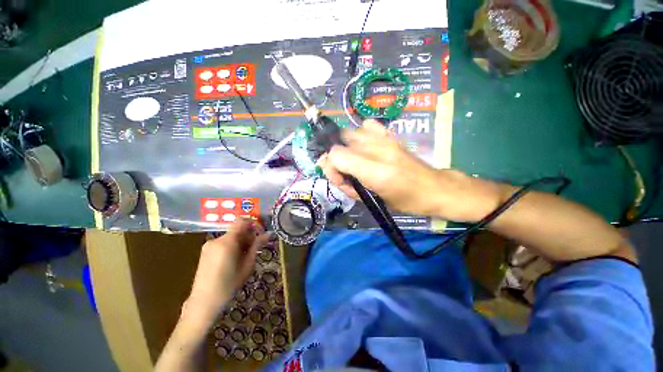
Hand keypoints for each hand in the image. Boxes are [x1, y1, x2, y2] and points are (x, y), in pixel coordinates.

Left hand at [184, 219, 269, 324]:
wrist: (204, 301)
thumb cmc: (229, 284)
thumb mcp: (247, 264)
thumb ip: (257, 246)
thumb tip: (268, 234)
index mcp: (227, 242)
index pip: (241, 221)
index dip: (253, 224)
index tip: (260, 233)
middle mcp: (216, 240)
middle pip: (236, 230)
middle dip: (247, 236)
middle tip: (254, 249)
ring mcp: (209, 245)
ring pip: (230, 237)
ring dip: (240, 242)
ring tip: (244, 257)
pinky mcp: (205, 251)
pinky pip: (223, 243)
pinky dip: (231, 246)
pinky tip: (233, 260)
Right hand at [319, 120, 505, 221]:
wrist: (433, 188)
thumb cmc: (404, 200)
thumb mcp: (372, 200)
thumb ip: (349, 185)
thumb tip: (331, 171)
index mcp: (374, 171)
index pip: (335, 155)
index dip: (331, 168)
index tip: (341, 180)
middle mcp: (377, 149)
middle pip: (339, 142)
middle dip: (337, 159)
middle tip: (348, 174)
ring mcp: (384, 138)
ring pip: (349, 133)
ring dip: (347, 148)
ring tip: (357, 162)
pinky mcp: (390, 134)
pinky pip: (367, 126)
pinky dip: (361, 135)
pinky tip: (367, 147)